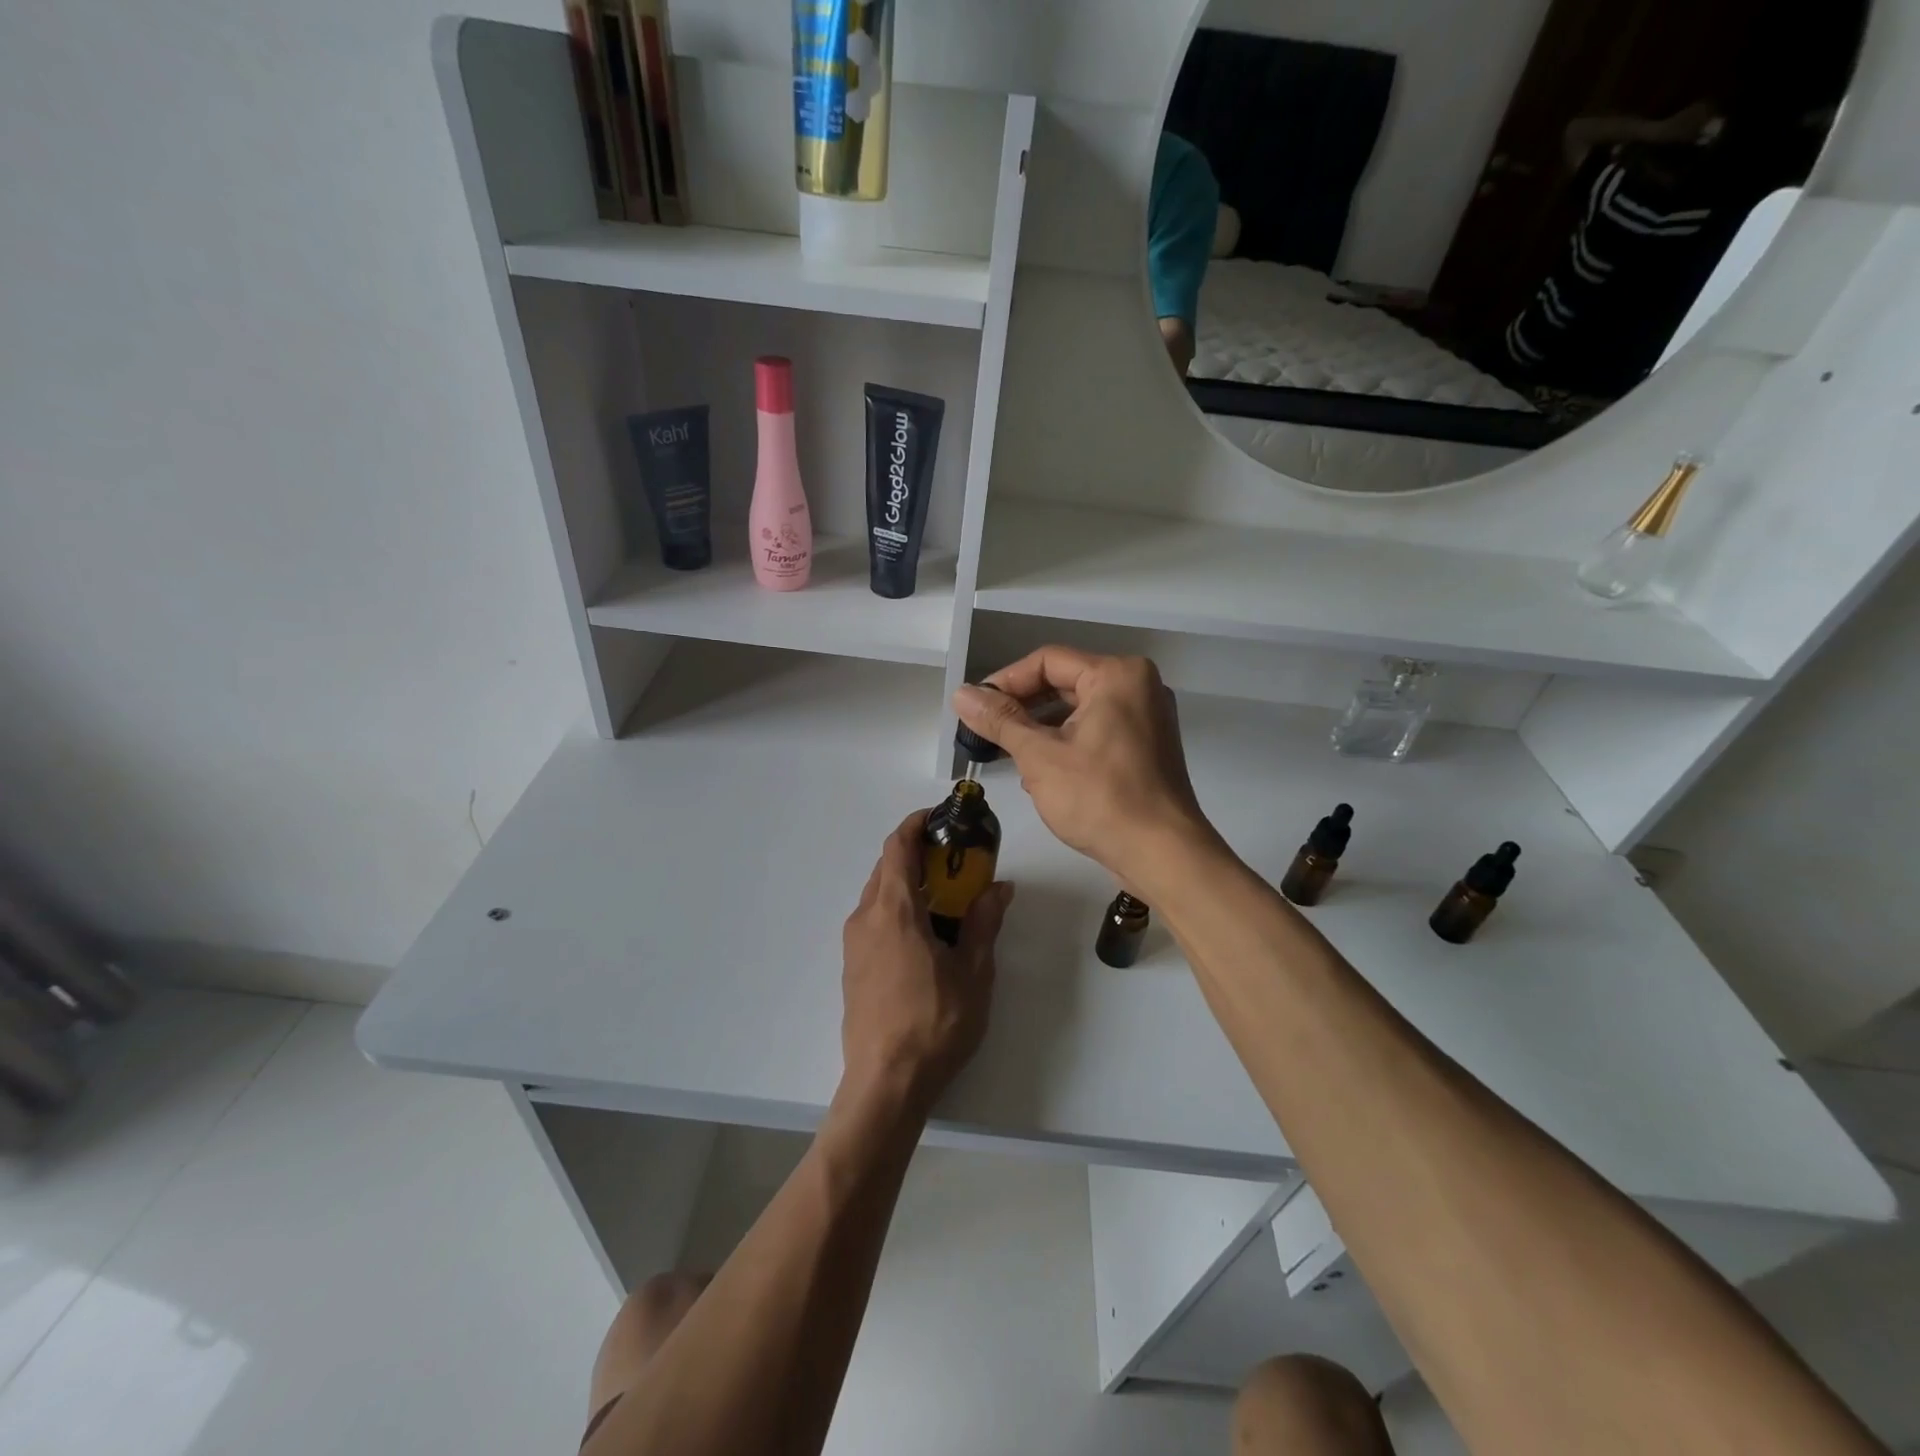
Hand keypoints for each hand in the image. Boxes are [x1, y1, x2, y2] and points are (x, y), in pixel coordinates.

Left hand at [840, 811, 1012, 1116]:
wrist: (885, 1084)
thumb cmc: (934, 1023)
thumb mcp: (973, 973)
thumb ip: (983, 923)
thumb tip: (999, 887)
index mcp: (893, 910)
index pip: (897, 846)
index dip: (915, 824)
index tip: (940, 817)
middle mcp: (865, 918)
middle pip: (886, 867)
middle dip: (917, 854)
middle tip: (955, 859)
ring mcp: (854, 944)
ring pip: (878, 894)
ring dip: (907, 883)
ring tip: (945, 897)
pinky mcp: (852, 967)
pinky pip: (873, 920)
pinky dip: (897, 909)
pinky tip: (924, 935)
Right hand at [953, 648, 1218, 891]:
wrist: (1162, 854)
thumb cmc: (1100, 798)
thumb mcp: (1040, 756)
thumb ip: (999, 720)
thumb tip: (961, 694)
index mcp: (1117, 675)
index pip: (1048, 661)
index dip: (1006, 681)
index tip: (975, 707)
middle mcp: (1138, 686)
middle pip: (1065, 683)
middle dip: (1022, 708)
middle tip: (986, 731)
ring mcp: (1147, 718)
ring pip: (1079, 710)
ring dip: (1041, 729)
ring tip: (1008, 755)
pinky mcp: (1147, 748)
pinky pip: (1097, 731)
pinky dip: (1067, 744)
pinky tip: (1040, 773)